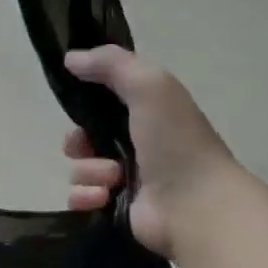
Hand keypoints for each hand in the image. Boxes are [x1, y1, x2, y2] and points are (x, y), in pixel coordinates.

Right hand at [61, 46, 239, 261]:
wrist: (197, 206)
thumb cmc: (176, 142)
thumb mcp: (149, 85)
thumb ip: (111, 63)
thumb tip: (70, 59)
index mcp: (145, 114)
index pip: (100, 103)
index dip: (84, 103)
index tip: (76, 105)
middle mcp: (134, 144)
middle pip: (82, 138)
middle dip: (78, 143)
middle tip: (88, 148)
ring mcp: (124, 180)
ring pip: (79, 169)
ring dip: (89, 172)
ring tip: (113, 180)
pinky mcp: (115, 208)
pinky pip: (80, 198)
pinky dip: (86, 197)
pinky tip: (103, 198)